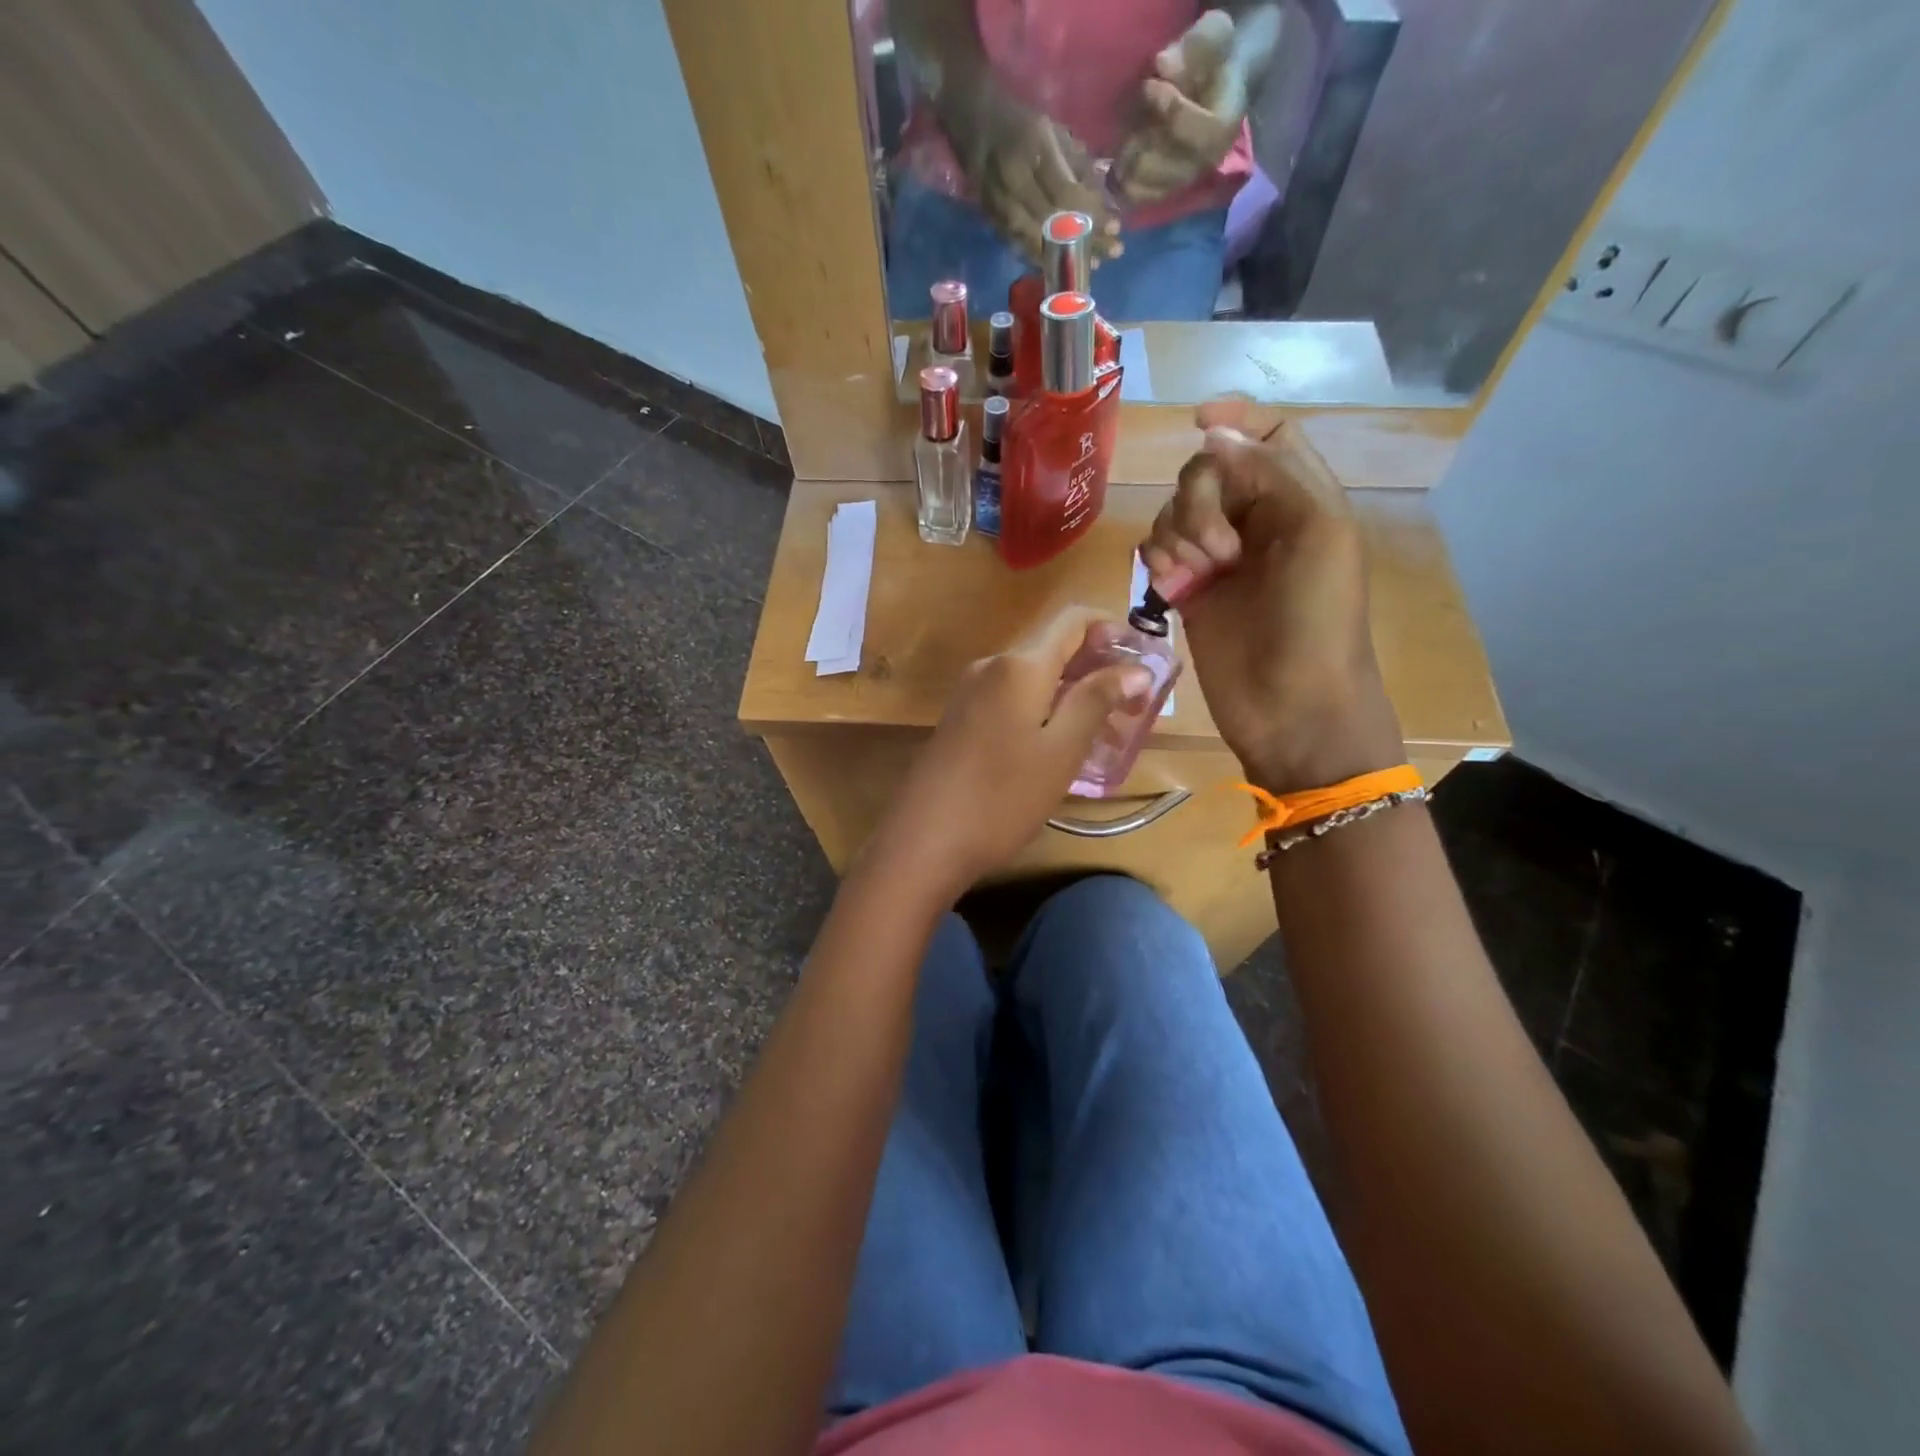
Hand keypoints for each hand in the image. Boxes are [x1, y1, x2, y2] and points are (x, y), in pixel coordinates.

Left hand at [864, 606, 1153, 901]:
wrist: (922, 843)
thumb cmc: (1001, 797)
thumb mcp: (1061, 751)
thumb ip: (1097, 701)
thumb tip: (1136, 668)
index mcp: (1019, 665)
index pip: (1074, 619)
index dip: (1113, 629)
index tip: (1145, 660)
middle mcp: (991, 667)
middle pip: (1053, 648)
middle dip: (1098, 668)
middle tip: (1135, 708)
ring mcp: (970, 694)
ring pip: (1033, 678)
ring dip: (1073, 694)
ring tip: (1107, 733)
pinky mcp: (960, 722)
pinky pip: (1011, 700)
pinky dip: (1044, 710)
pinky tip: (1061, 746)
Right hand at [951, 88, 1122, 263]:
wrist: (972, 121)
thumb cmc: (1020, 123)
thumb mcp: (1053, 131)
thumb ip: (1078, 165)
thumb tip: (1102, 202)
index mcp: (1033, 150)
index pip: (1068, 194)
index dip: (1093, 215)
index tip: (1117, 227)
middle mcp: (1015, 183)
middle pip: (1055, 224)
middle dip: (1087, 241)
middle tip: (1113, 252)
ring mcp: (1001, 208)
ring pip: (1039, 243)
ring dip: (1068, 258)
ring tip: (1093, 265)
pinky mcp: (993, 223)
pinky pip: (1023, 249)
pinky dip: (1047, 259)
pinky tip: (1065, 265)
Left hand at [1113, 10, 1247, 206]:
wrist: (1207, 87)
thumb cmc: (1210, 60)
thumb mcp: (1212, 37)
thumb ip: (1195, 48)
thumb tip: (1164, 66)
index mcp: (1224, 127)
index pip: (1202, 133)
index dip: (1173, 111)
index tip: (1149, 86)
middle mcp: (1205, 163)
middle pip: (1170, 169)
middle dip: (1145, 144)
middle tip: (1134, 120)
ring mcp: (1182, 181)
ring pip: (1149, 187)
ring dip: (1130, 165)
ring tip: (1127, 140)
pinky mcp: (1162, 191)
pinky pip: (1137, 198)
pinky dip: (1121, 182)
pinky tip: (1117, 162)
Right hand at [1140, 400, 1403, 791]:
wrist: (1293, 708)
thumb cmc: (1319, 622)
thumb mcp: (1317, 533)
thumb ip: (1270, 473)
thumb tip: (1213, 431)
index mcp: (1300, 499)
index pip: (1265, 436)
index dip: (1235, 419)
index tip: (1198, 421)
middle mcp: (1257, 521)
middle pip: (1207, 471)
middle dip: (1199, 501)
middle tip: (1217, 552)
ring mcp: (1218, 560)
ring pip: (1174, 511)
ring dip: (1176, 534)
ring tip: (1194, 578)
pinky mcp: (1188, 593)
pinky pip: (1157, 552)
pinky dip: (1157, 560)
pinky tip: (1170, 588)